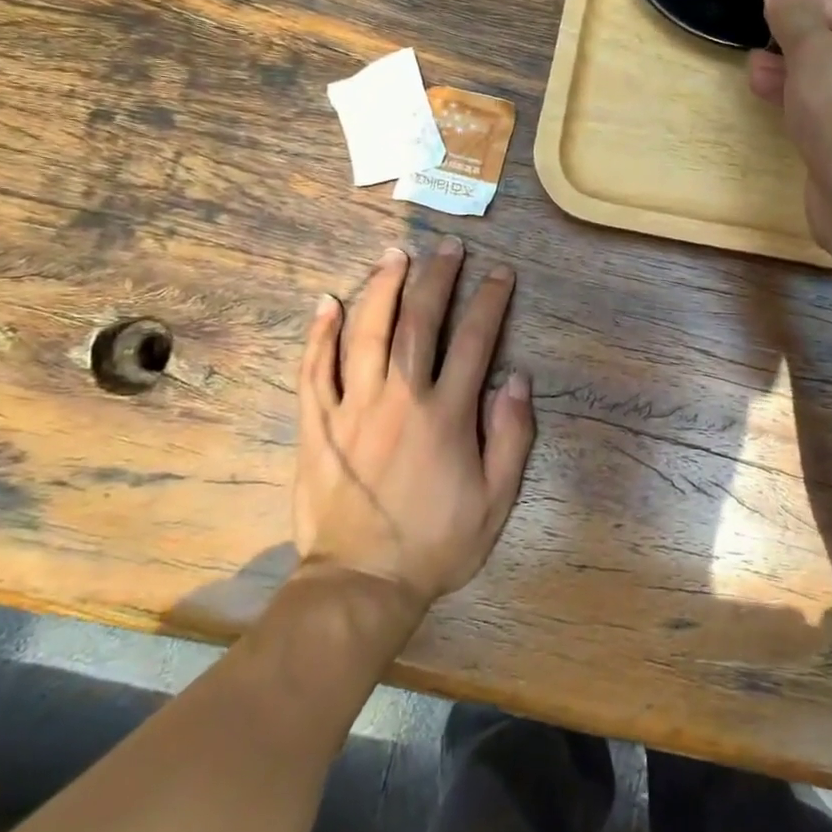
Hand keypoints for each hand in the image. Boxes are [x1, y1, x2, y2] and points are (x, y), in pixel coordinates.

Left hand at [294, 239, 534, 608]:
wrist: (361, 585)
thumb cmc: (436, 543)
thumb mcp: (496, 500)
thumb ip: (511, 436)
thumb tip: (517, 378)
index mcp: (446, 414)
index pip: (474, 341)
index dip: (489, 301)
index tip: (499, 273)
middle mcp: (400, 397)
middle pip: (418, 322)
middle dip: (437, 278)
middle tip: (448, 246)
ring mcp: (352, 407)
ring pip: (366, 333)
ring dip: (382, 288)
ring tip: (395, 254)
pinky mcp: (317, 425)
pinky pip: (314, 369)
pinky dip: (320, 333)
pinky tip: (328, 302)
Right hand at [748, 0, 831, 246]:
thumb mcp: (814, 51)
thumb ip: (794, 14)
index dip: (818, 4)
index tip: (780, 17)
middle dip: (798, 42)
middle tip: (760, 46)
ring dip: (793, 75)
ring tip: (754, 74)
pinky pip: (830, 117)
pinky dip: (802, 107)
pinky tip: (773, 108)